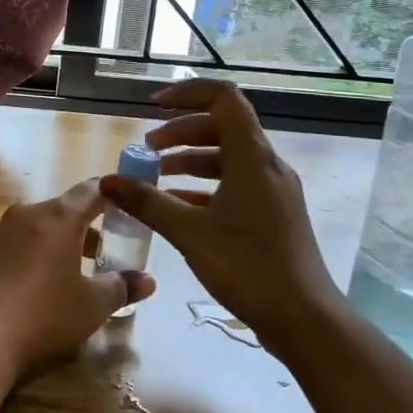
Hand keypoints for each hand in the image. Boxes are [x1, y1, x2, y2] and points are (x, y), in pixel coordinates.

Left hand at [0, 180, 156, 376]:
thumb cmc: (43, 315)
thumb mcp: (92, 306)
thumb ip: (122, 288)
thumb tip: (147, 280)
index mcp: (58, 218)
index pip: (91, 191)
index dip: (110, 194)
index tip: (123, 200)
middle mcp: (24, 215)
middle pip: (60, 211)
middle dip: (81, 228)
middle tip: (100, 252)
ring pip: (30, 228)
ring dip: (48, 243)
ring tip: (62, 272)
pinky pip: (3, 246)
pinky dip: (18, 256)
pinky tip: (21, 284)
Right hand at [100, 79, 335, 356]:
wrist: (305, 319)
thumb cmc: (247, 267)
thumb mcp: (189, 232)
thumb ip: (147, 202)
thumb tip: (107, 180)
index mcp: (252, 158)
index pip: (224, 98)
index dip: (188, 93)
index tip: (154, 106)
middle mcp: (266, 165)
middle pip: (221, 127)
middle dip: (180, 132)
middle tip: (147, 150)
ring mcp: (273, 190)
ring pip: (227, 157)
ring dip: (189, 159)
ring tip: (155, 177)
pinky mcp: (273, 213)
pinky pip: (234, 183)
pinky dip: (204, 186)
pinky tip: (176, 205)